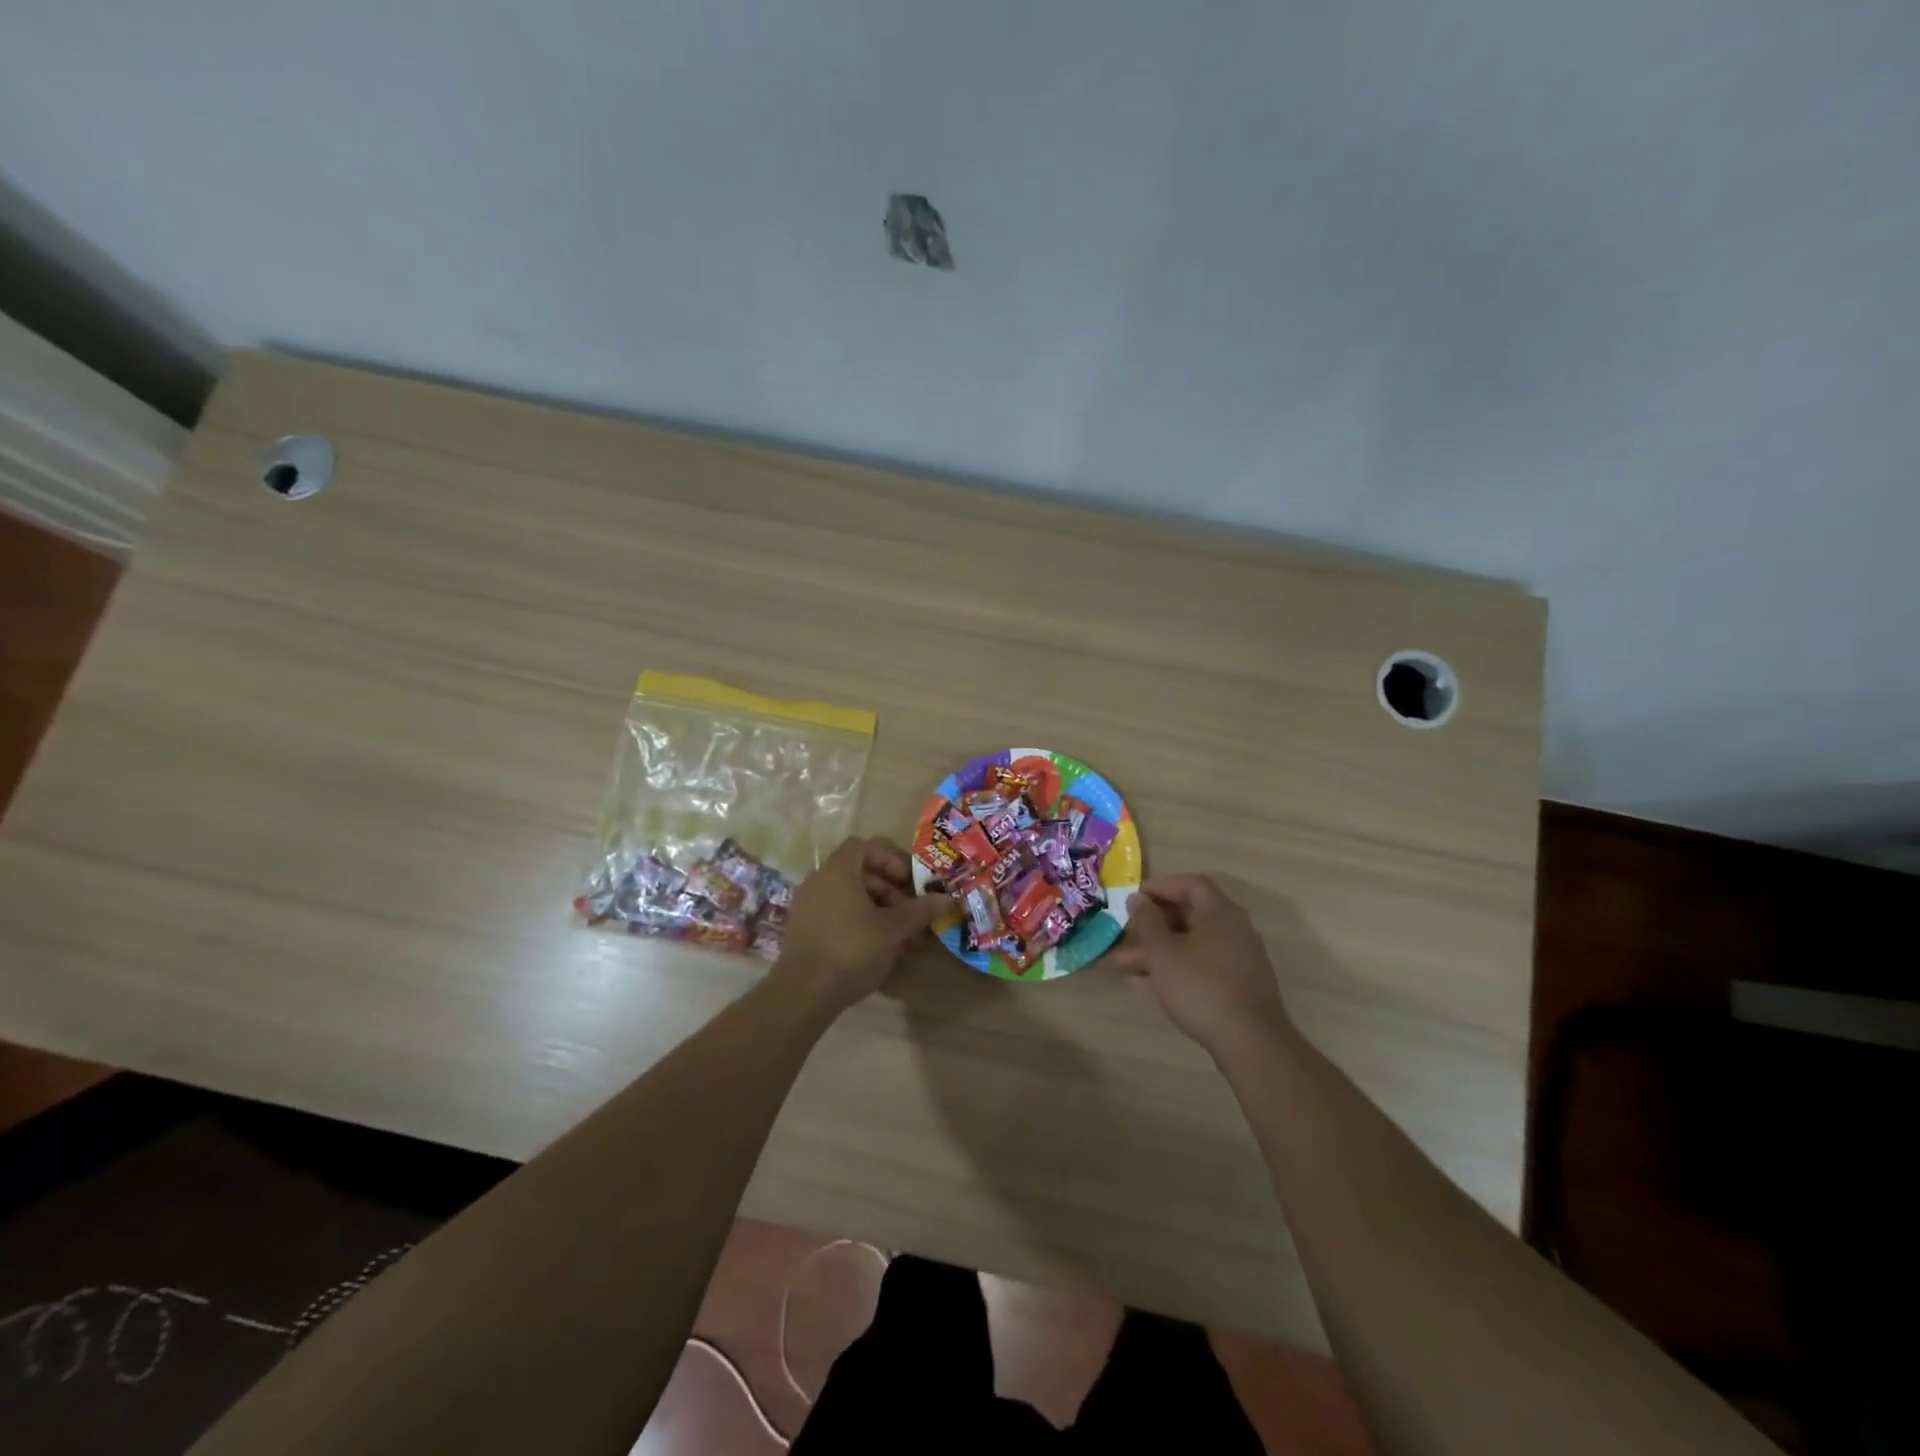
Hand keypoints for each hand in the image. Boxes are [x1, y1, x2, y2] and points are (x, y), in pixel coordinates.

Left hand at [771, 836, 948, 1016]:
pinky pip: (835, 915)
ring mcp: (806, 907)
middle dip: (887, 889)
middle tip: (908, 912)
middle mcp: (818, 882)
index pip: (863, 847)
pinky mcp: (802, 931)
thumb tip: (946, 898)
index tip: (908, 880)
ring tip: (896, 935)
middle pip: (857, 873)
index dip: (889, 859)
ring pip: (847, 897)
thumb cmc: (852, 948)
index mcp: (837, 872)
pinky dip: (857, 923)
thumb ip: (919, 910)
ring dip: (875, 909)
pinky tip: (875, 948)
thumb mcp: (892, 929)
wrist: (804, 992)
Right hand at [1110, 876, 1295, 1058]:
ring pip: (1194, 941)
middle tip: (1126, 934)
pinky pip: (1205, 960)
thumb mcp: (1162, 953)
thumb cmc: (1200, 988)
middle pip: (1191, 913)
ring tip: (1126, 966)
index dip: (1160, 887)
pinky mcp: (1242, 981)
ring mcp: (1242, 955)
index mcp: (1220, 912)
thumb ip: (1147, 922)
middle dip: (1154, 924)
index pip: (1190, 884)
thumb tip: (1138, 898)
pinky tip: (1156, 982)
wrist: (1250, 1041)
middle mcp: (1235, 927)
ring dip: (1161, 948)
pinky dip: (1180, 963)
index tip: (1134, 898)